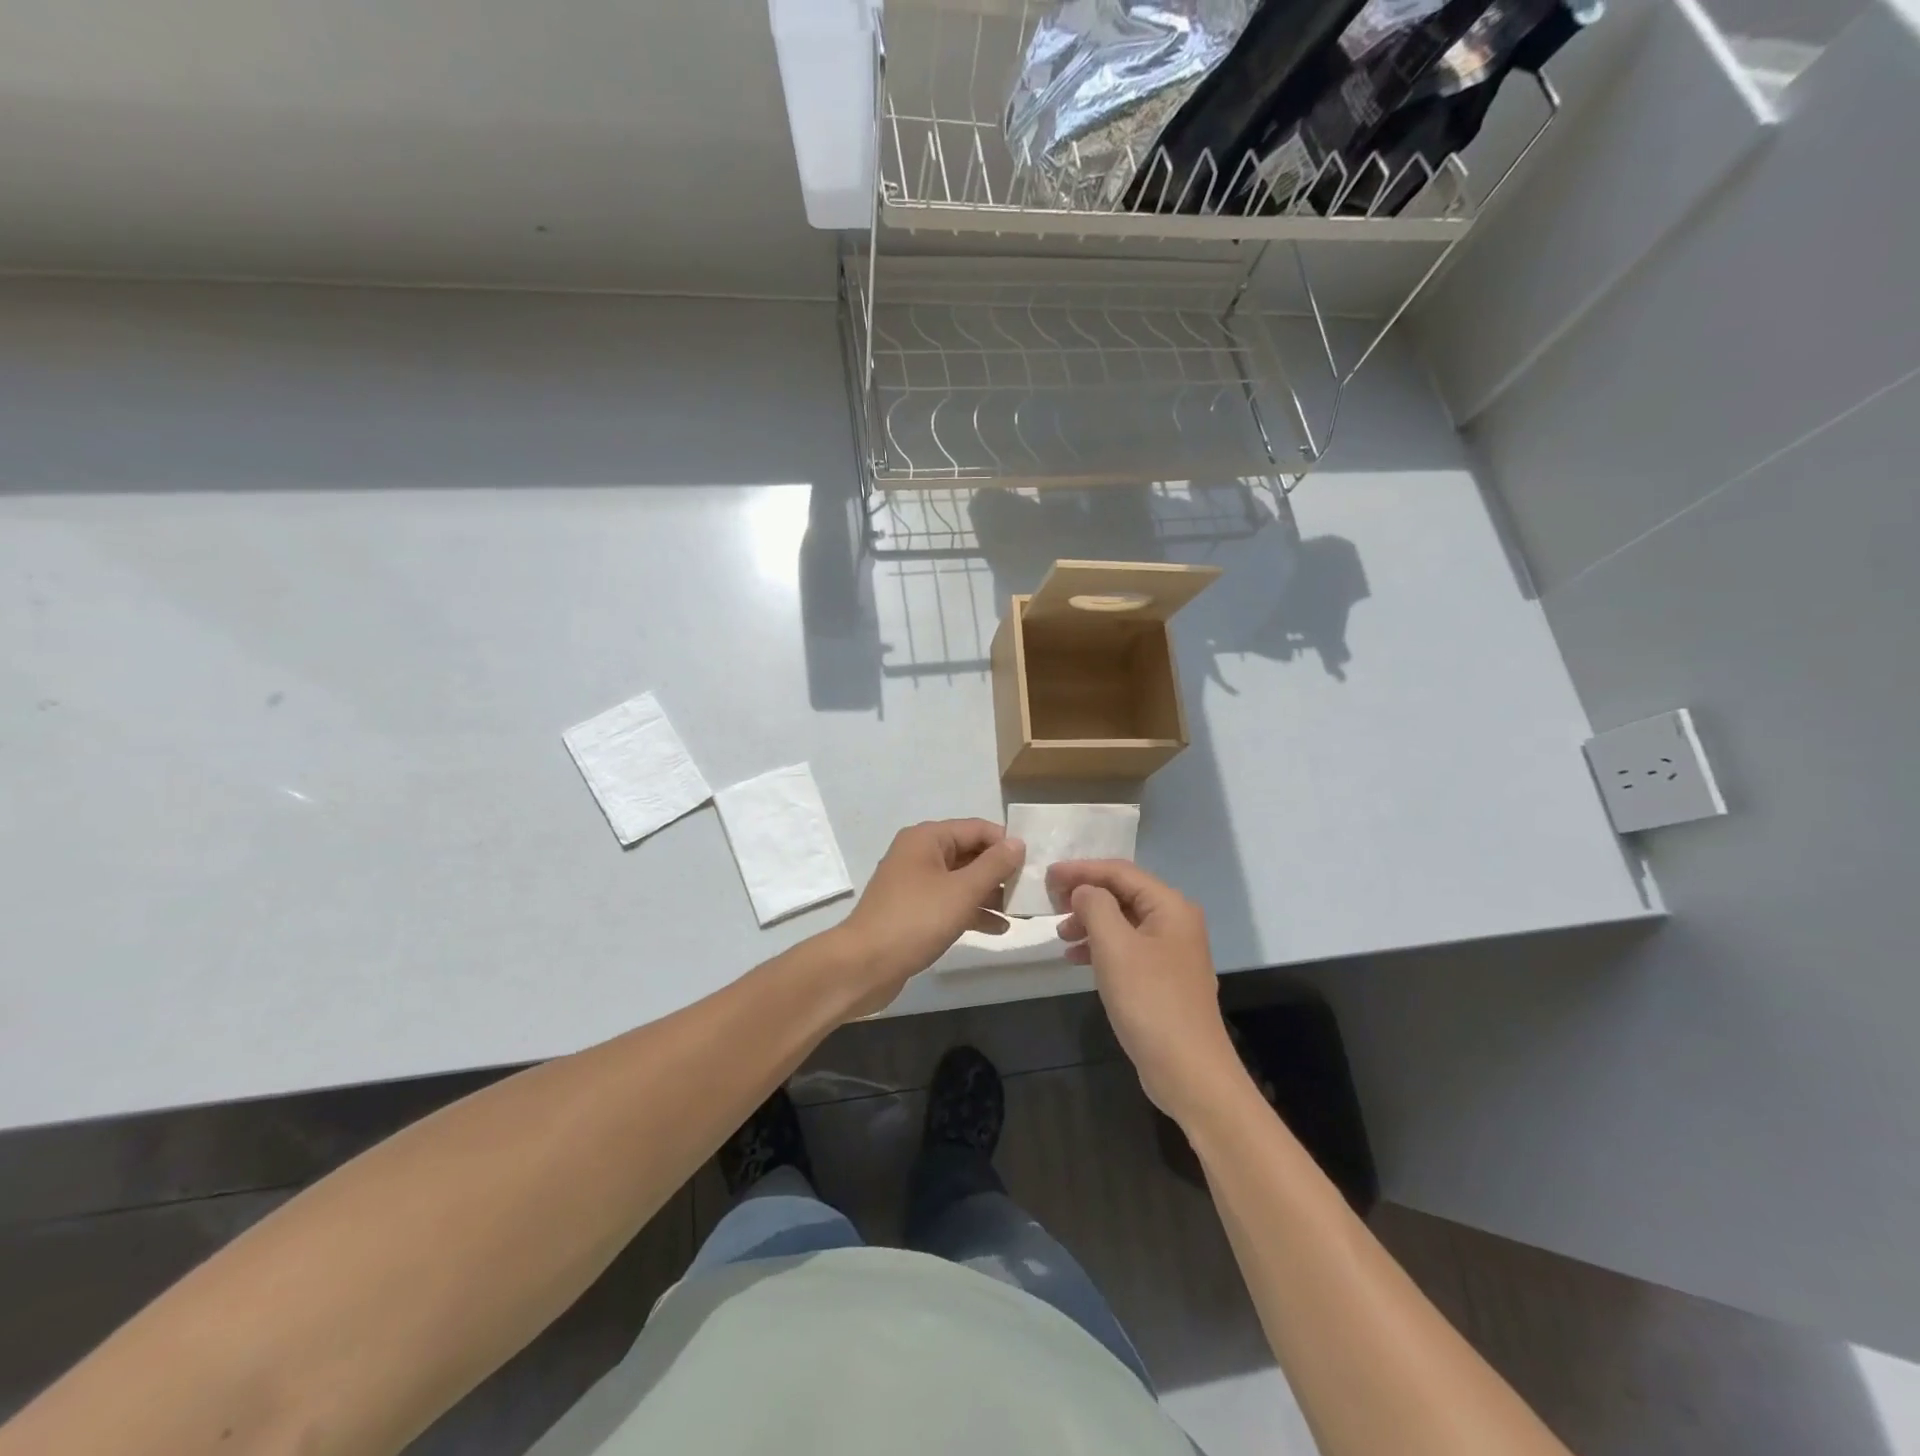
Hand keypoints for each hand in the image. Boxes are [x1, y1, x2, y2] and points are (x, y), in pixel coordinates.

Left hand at [837, 820, 1024, 1014]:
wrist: (864, 965)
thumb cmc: (915, 920)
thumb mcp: (962, 891)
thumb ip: (994, 865)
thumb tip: (1018, 842)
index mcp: (927, 838)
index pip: (977, 828)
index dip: (1007, 844)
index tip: (1035, 865)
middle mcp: (920, 853)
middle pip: (970, 853)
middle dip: (1001, 871)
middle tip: (1032, 890)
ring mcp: (915, 883)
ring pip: (962, 880)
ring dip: (990, 894)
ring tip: (1022, 912)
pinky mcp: (914, 910)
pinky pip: (950, 902)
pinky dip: (973, 911)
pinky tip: (999, 928)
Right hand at [1048, 860, 1242, 1121]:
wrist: (1188, 1070)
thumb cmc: (1149, 1001)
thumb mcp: (1114, 947)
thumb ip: (1095, 907)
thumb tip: (1083, 890)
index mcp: (1170, 906)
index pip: (1120, 872)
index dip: (1081, 869)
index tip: (1047, 875)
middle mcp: (1175, 921)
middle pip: (1123, 893)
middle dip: (1085, 895)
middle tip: (1051, 903)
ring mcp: (1171, 951)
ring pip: (1123, 921)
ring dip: (1090, 922)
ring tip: (1060, 934)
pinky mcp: (1163, 978)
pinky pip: (1127, 948)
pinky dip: (1101, 947)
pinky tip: (1076, 958)